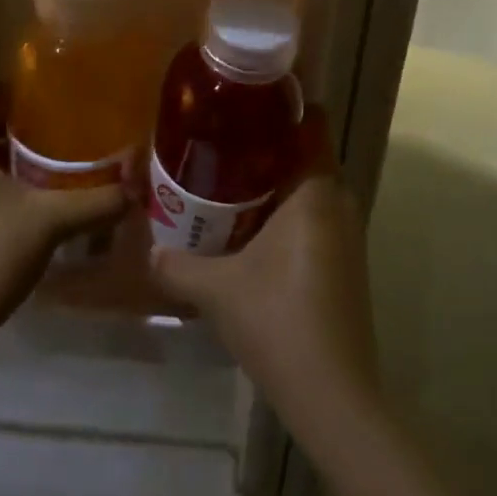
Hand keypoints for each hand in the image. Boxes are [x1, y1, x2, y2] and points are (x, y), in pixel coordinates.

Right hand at [149, 125, 380, 448]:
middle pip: (305, 152)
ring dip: (273, 181)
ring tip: (224, 180)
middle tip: (218, 141)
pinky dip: (285, 211)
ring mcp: (347, 234)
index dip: (282, 104)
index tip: (242, 100)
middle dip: (265, 144)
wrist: (333, 395)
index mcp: (314, 191)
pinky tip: (247, 228)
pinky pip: (313, 216)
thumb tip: (149, 249)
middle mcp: (338, 202)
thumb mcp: (216, 290)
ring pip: (309, 188)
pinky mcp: (345, 262)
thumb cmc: (277, 322)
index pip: (312, 122)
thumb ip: (176, 263)